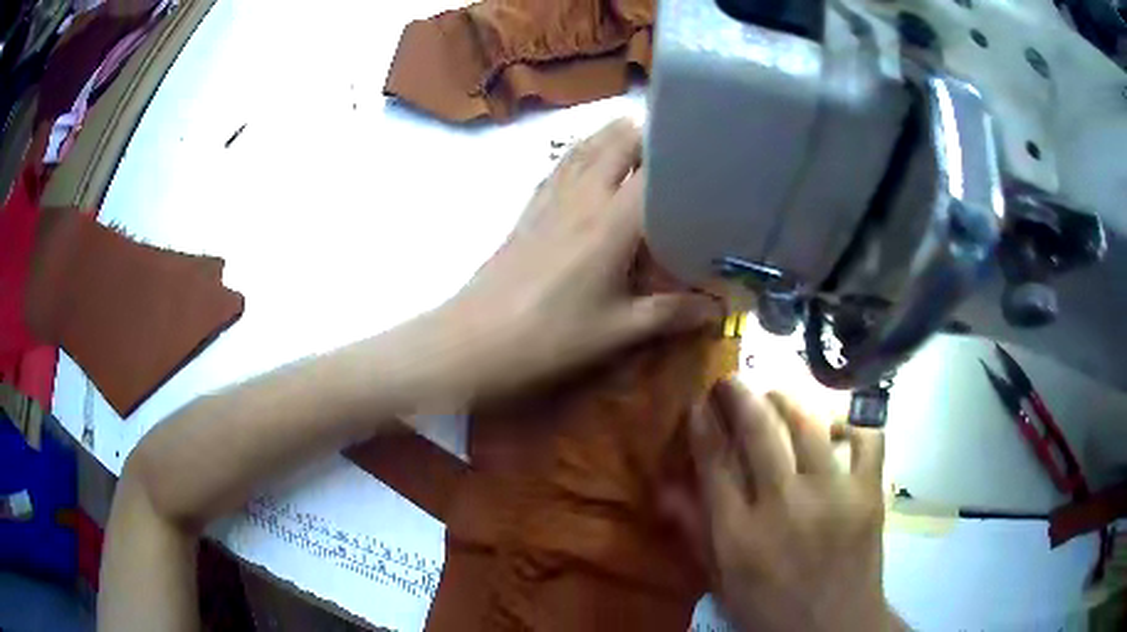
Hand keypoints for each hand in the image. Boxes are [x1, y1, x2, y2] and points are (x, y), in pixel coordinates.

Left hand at [438, 118, 720, 399]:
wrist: (474, 340)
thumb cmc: (549, 337)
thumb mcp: (617, 331)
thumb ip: (671, 314)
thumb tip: (717, 308)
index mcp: (611, 222)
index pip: (653, 168)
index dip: (682, 154)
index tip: (709, 155)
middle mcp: (582, 196)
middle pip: (617, 141)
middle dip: (649, 134)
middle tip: (680, 147)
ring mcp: (550, 198)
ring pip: (585, 146)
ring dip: (614, 136)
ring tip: (641, 138)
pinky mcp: (529, 209)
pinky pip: (561, 165)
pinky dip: (582, 152)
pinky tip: (590, 160)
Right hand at [665, 380, 901, 631]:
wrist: (834, 629)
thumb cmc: (770, 611)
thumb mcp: (721, 583)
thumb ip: (695, 533)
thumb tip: (665, 488)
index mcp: (740, 534)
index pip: (715, 461)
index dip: (703, 424)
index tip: (698, 402)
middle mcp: (784, 505)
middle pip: (759, 429)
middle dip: (739, 395)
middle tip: (731, 381)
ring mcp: (832, 495)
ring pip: (808, 422)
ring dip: (787, 399)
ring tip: (775, 395)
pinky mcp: (868, 492)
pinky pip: (867, 436)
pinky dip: (852, 422)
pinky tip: (837, 426)